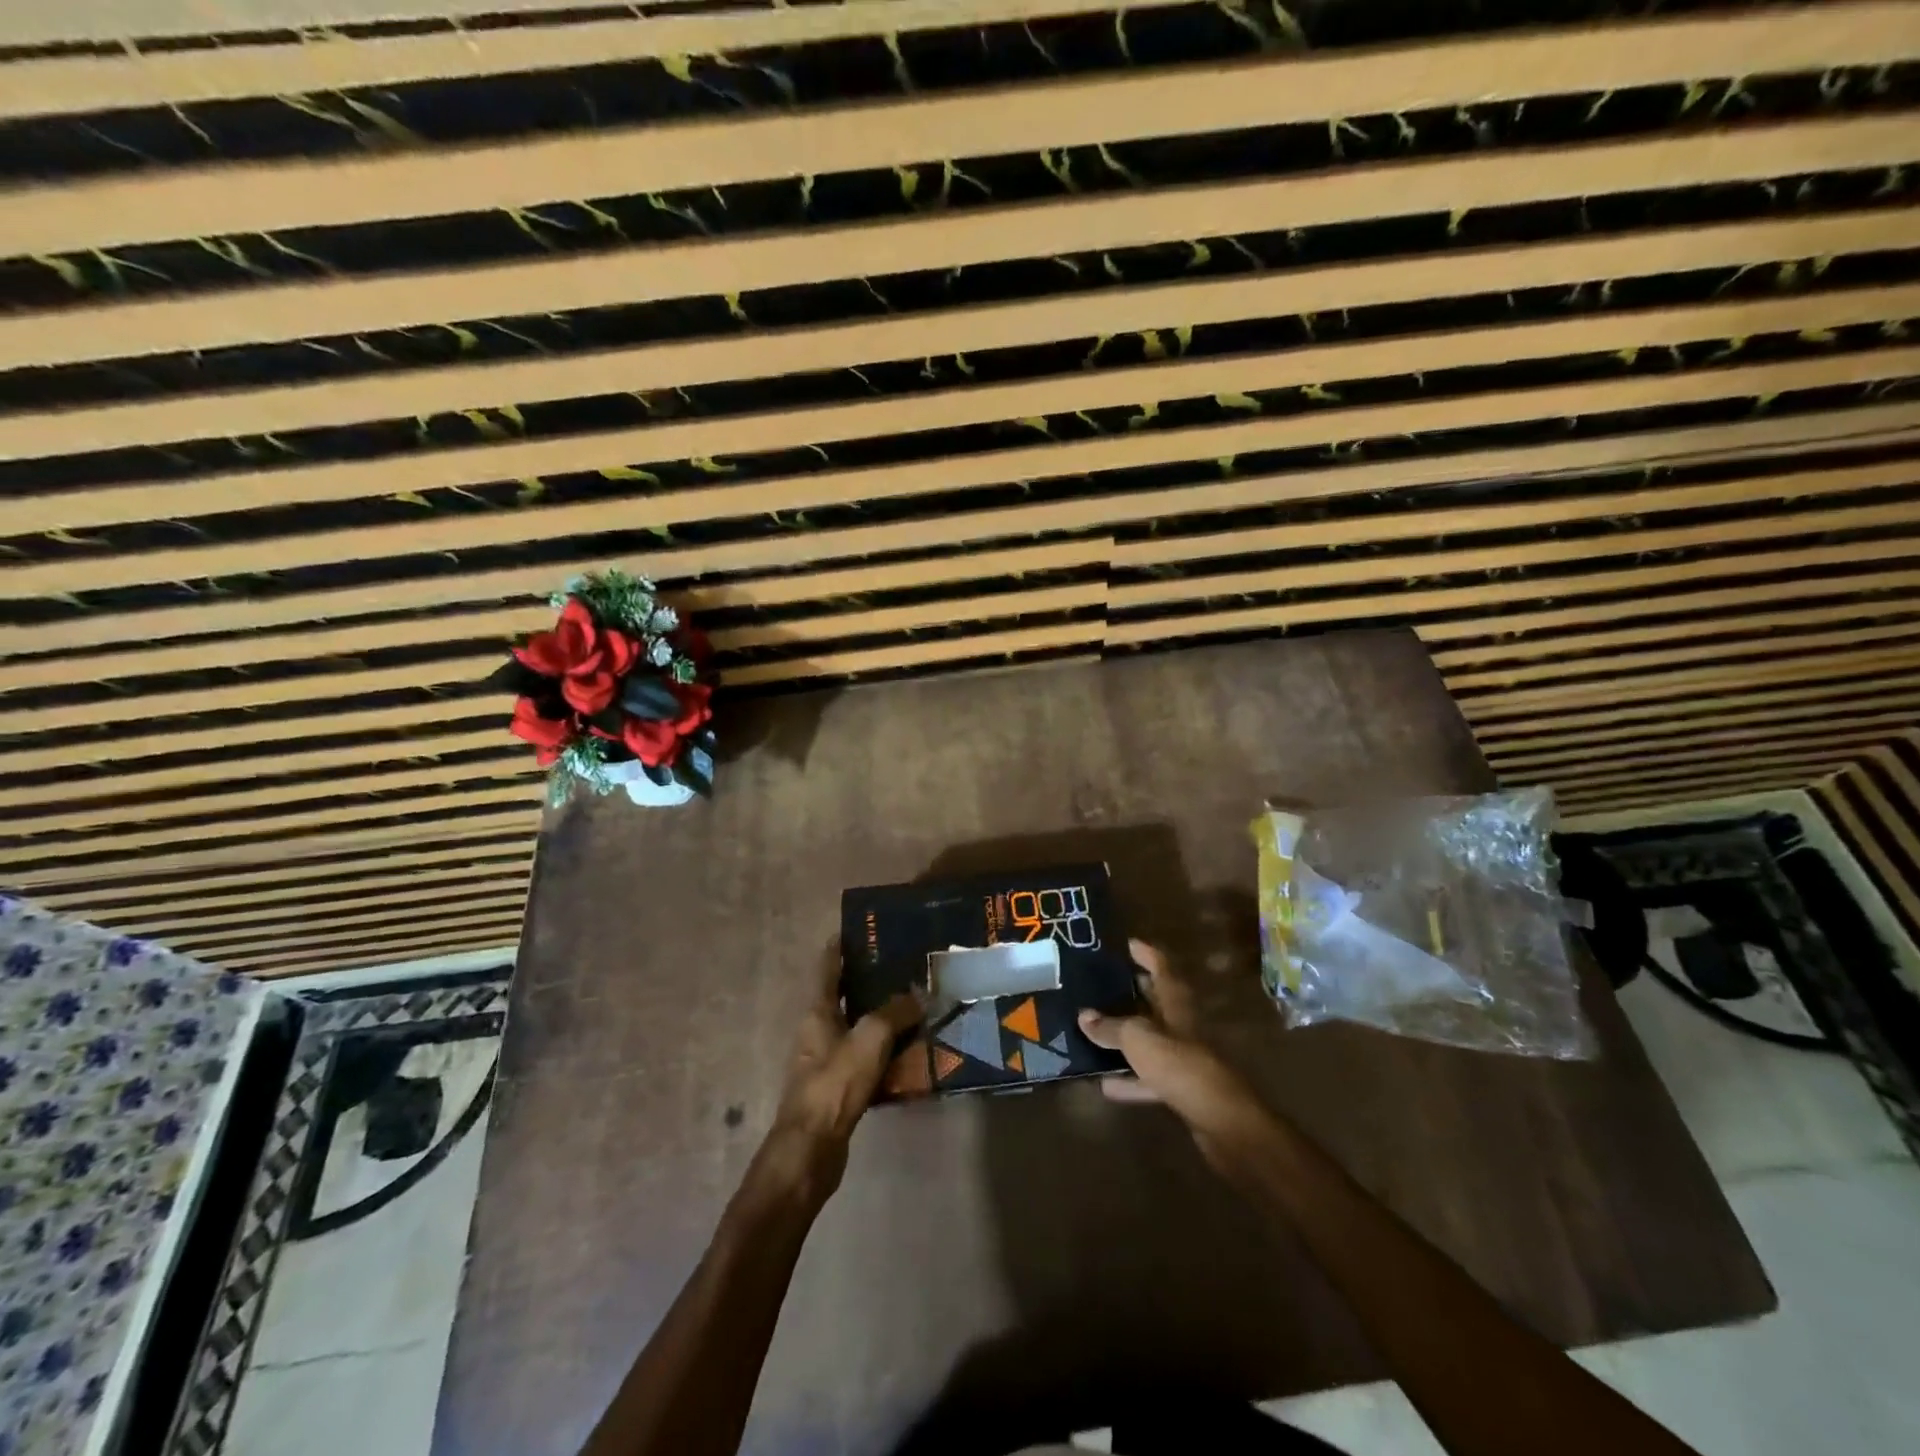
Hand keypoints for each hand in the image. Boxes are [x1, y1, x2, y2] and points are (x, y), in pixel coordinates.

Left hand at [757, 944, 921, 1208]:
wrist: (812, 1149)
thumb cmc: (835, 1083)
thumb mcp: (870, 1038)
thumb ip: (895, 1012)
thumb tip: (920, 994)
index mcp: (818, 1010)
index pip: (829, 965)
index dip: (843, 945)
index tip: (864, 928)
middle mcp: (817, 1030)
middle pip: (844, 995)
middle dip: (870, 979)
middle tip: (903, 965)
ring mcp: (825, 1060)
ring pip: (856, 1027)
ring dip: (880, 1016)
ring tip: (914, 1003)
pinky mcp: (838, 1087)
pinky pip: (864, 1057)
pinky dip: (884, 1049)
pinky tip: (909, 1050)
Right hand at [1078, 939, 1273, 1175]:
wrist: (1222, 1120)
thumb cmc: (1180, 1065)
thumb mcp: (1138, 1039)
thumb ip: (1110, 1028)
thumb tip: (1084, 1016)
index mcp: (1177, 1004)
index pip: (1163, 968)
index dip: (1147, 954)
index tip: (1128, 943)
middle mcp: (1183, 1027)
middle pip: (1159, 1003)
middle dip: (1136, 992)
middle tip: (1106, 983)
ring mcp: (1184, 1059)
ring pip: (1152, 1041)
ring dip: (1128, 1036)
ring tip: (1097, 1028)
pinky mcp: (1182, 1090)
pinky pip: (1149, 1078)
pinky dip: (1129, 1080)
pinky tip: (1104, 1084)